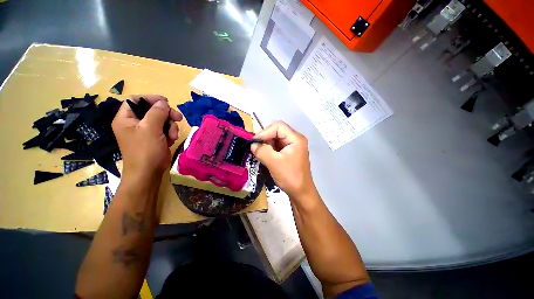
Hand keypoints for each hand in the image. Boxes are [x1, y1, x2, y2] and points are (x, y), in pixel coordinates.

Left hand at [112, 95, 182, 182]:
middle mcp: (134, 123)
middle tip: (178, 118)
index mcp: (126, 118)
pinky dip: (170, 133)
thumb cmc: (145, 150)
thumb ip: (157, 113)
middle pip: (152, 110)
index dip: (150, 99)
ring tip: (173, 136)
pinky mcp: (155, 138)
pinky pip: (165, 129)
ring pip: (162, 120)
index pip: (136, 100)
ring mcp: (145, 131)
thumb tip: (163, 102)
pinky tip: (171, 140)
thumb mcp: (151, 129)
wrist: (148, 172)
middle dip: (166, 114)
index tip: (166, 102)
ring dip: (170, 126)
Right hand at [251, 121, 315, 199]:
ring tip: (259, 153)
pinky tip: (264, 155)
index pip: (278, 126)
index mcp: (295, 138)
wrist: (300, 192)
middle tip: (255, 148)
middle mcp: (295, 139)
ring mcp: (292, 146)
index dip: (265, 132)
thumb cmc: (290, 177)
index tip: (254, 142)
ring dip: (266, 145)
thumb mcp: (274, 163)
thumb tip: (252, 144)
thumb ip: (262, 151)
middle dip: (265, 138)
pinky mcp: (289, 152)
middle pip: (277, 131)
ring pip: (275, 139)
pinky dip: (269, 149)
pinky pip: (276, 146)